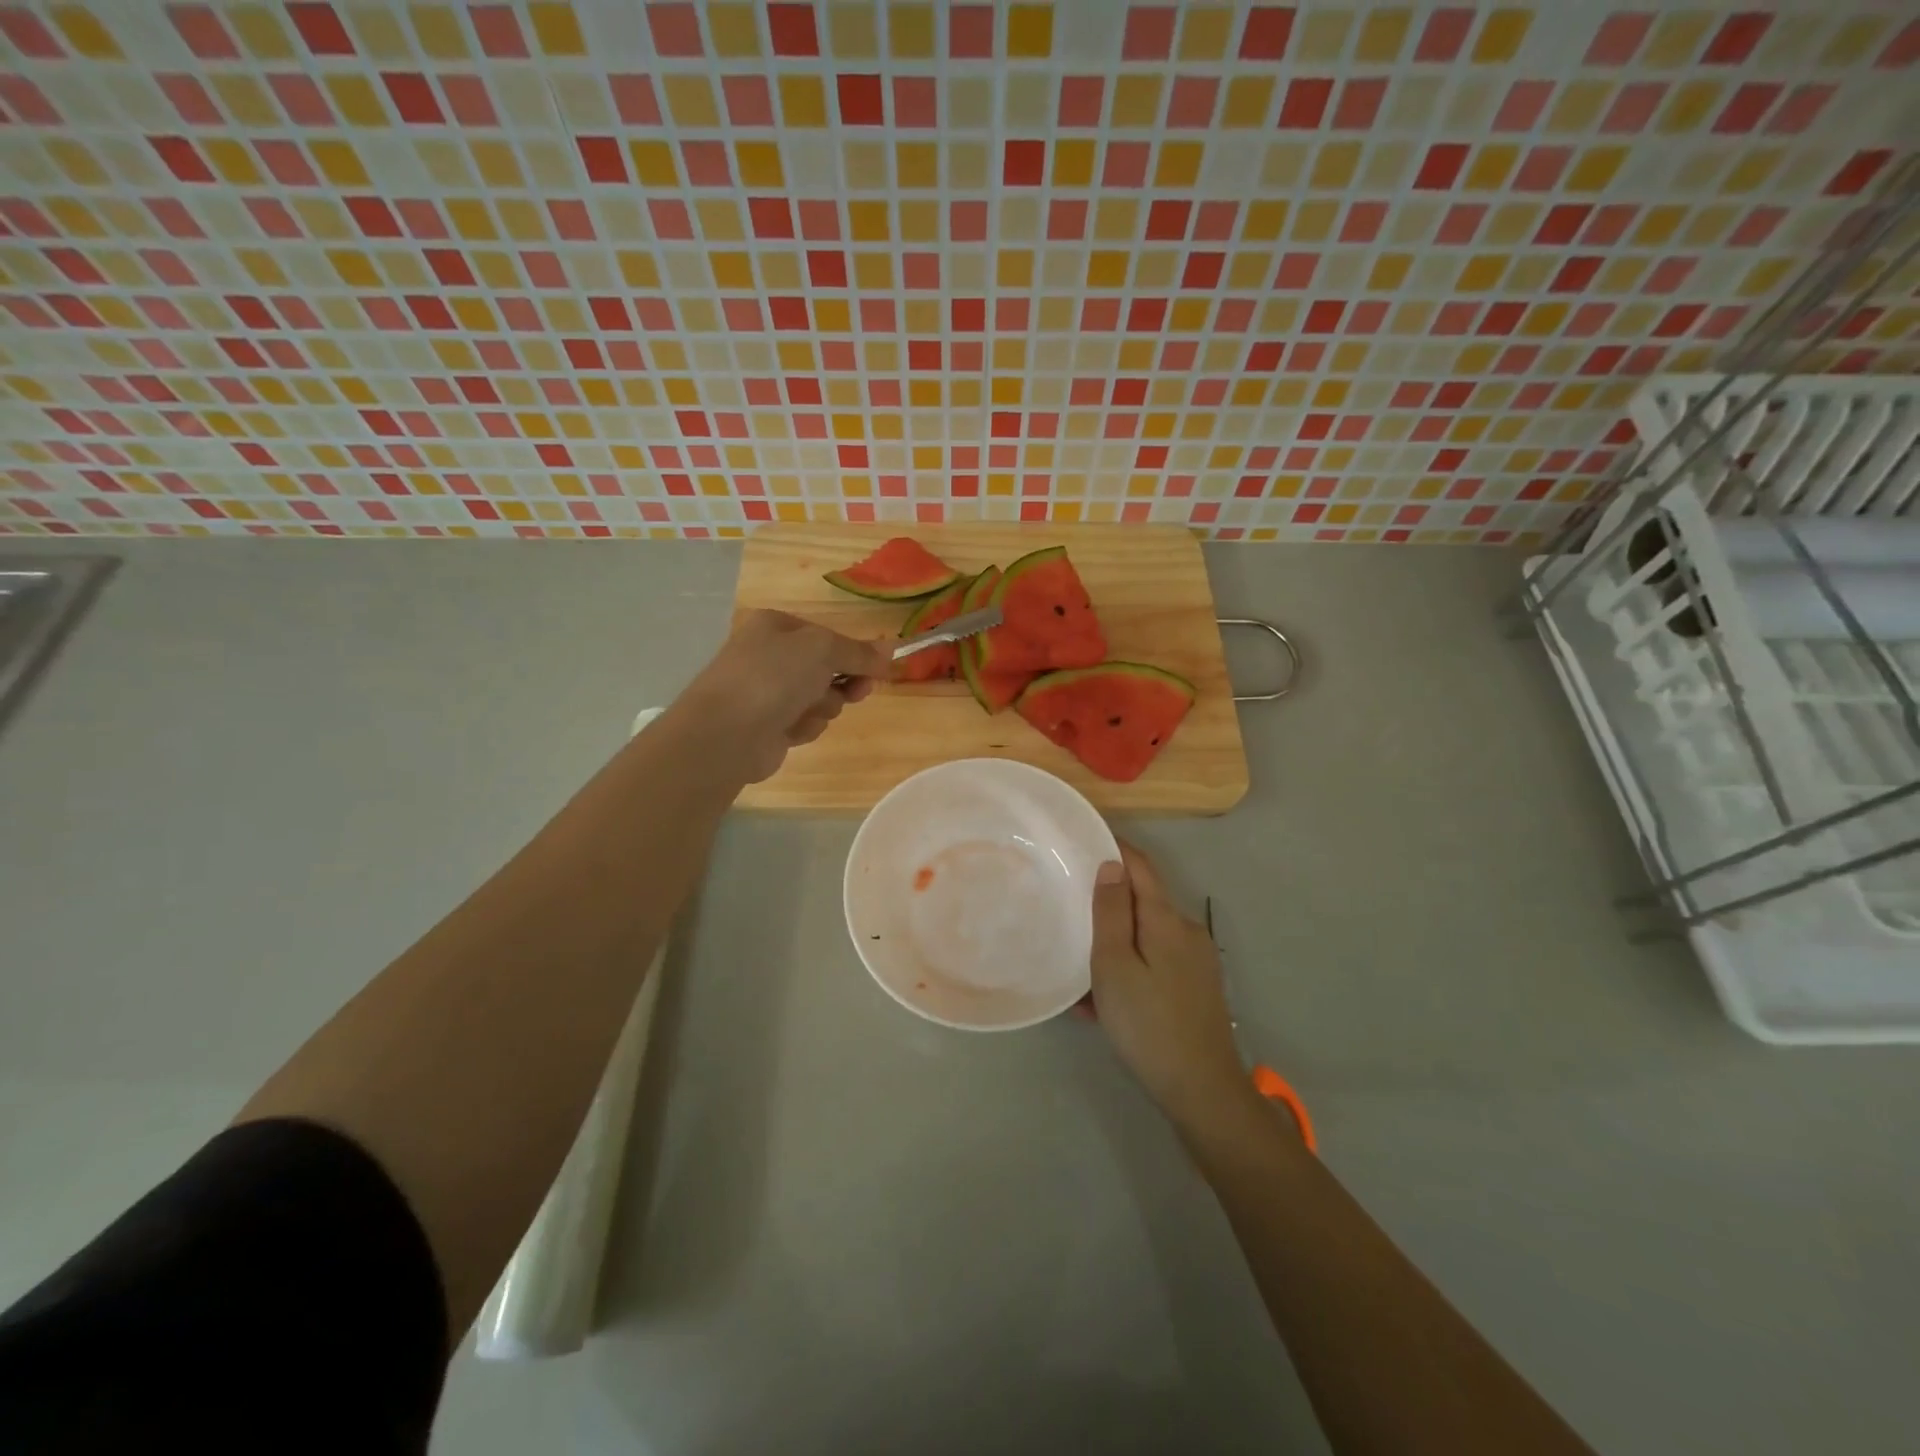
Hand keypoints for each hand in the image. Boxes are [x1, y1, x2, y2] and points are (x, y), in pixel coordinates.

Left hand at [679, 610, 891, 781]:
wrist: (727, 732)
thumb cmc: (773, 677)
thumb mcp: (823, 650)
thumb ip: (859, 652)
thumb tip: (891, 649)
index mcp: (775, 626)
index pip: (827, 636)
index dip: (855, 653)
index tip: (878, 670)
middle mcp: (769, 655)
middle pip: (826, 668)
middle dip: (843, 682)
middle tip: (858, 693)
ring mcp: (766, 692)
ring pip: (818, 698)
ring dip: (822, 706)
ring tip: (807, 711)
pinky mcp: (768, 726)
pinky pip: (803, 722)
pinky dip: (805, 726)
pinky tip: (791, 731)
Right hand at [1090, 844, 1254, 1130]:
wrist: (1202, 1090)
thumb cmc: (1148, 1023)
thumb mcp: (1114, 965)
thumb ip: (1111, 912)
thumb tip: (1111, 864)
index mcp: (1166, 919)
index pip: (1140, 866)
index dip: (1114, 848)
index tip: (1082, 841)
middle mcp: (1186, 931)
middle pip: (1142, 901)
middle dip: (1107, 904)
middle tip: (1069, 911)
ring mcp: (1195, 961)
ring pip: (1145, 936)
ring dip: (1114, 944)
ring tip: (1079, 972)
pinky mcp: (1196, 987)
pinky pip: (1154, 963)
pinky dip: (1129, 969)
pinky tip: (1103, 1002)